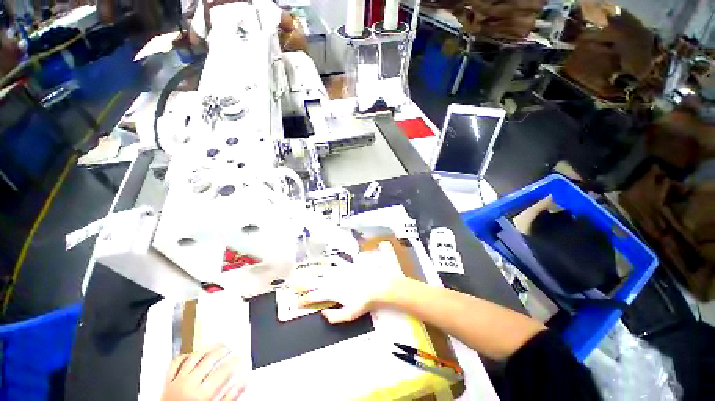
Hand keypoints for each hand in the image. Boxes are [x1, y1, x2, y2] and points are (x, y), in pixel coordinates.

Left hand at [161, 345, 243, 400]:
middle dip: (222, 351)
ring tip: (215, 346)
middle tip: (230, 349)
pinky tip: (192, 354)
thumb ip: (229, 397)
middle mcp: (189, 384)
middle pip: (209, 359)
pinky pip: (175, 364)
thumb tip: (243, 382)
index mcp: (202, 394)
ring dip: (206, 349)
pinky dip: (184, 356)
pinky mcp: (167, 382)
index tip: (241, 357)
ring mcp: (177, 381)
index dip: (235, 361)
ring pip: (194, 357)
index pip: (223, 370)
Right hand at [293, 264, 398, 323]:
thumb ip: (334, 316)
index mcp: (331, 291)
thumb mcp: (349, 314)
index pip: (313, 296)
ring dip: (310, 269)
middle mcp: (331, 279)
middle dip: (300, 282)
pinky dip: (327, 259)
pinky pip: (334, 260)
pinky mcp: (346, 264)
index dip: (303, 300)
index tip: (296, 302)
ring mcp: (338, 270)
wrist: (376, 285)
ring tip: (301, 268)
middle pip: (312, 280)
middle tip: (290, 282)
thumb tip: (323, 313)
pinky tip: (324, 258)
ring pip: (320, 269)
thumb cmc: (363, 301)